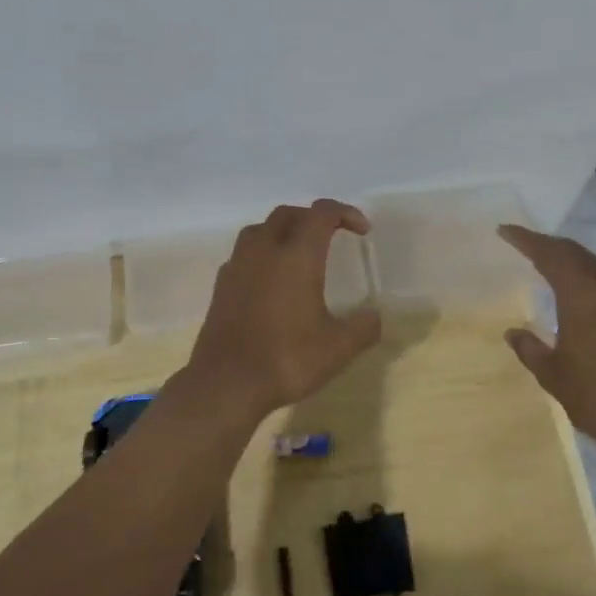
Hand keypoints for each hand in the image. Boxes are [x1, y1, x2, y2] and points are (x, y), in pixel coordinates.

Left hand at [184, 199, 382, 417]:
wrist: (226, 382)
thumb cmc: (286, 359)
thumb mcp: (337, 349)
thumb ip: (362, 328)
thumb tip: (374, 317)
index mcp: (297, 255)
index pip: (322, 213)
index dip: (345, 213)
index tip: (362, 230)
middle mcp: (265, 250)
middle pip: (288, 214)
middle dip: (313, 217)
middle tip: (331, 236)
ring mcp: (238, 265)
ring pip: (260, 229)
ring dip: (283, 231)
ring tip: (298, 252)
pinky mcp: (221, 284)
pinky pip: (244, 254)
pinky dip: (262, 254)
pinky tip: (270, 279)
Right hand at [497, 224, 595, 460]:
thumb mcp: (554, 377)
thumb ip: (531, 349)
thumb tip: (513, 333)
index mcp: (584, 296)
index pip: (550, 254)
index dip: (526, 239)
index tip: (507, 230)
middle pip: (579, 256)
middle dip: (553, 248)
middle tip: (532, 247)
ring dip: (582, 271)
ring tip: (564, 280)